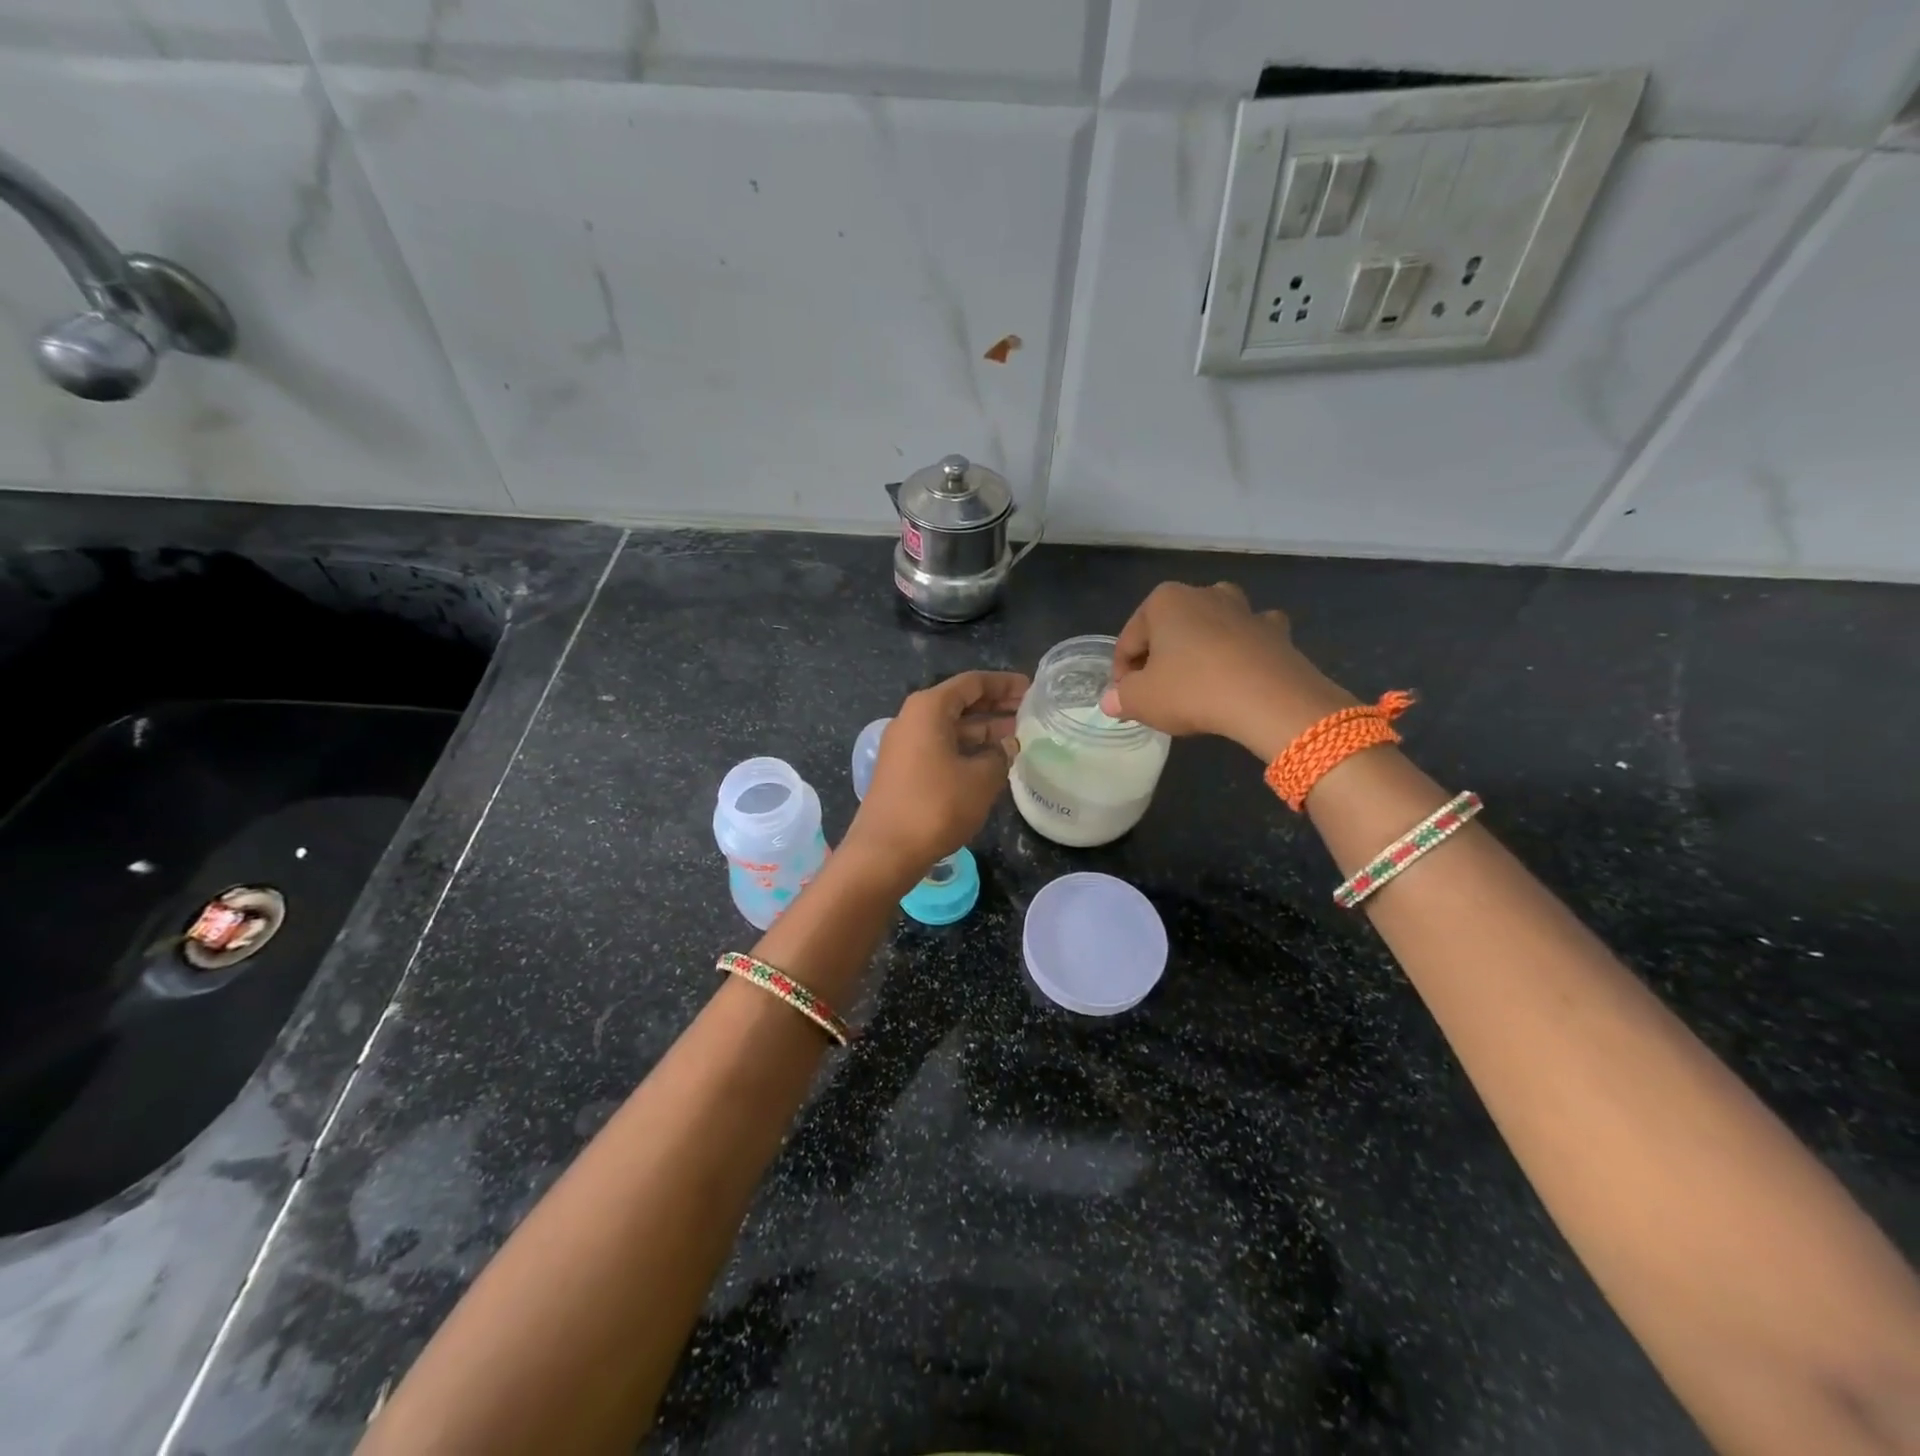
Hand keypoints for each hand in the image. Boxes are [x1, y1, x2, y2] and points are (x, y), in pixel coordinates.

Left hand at [843, 670, 1027, 886]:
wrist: (886, 850)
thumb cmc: (936, 806)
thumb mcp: (981, 779)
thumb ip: (999, 755)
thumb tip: (1006, 745)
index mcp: (929, 708)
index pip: (972, 683)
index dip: (1003, 683)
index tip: (1031, 688)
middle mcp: (912, 719)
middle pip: (959, 702)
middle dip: (994, 705)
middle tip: (1027, 710)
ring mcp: (904, 745)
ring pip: (950, 726)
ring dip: (982, 729)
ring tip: (1016, 735)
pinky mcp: (903, 769)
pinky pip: (940, 746)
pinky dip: (966, 748)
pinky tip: (990, 760)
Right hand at [1099, 582, 1354, 760]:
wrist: (1269, 700)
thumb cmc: (1192, 690)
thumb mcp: (1141, 700)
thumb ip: (1121, 697)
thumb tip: (1111, 700)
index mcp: (1164, 601)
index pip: (1129, 641)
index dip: (1121, 673)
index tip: (1125, 699)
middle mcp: (1204, 593)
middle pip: (1169, 629)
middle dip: (1160, 658)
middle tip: (1157, 694)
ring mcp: (1244, 608)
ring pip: (1211, 625)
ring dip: (1201, 646)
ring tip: (1196, 681)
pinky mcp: (1275, 630)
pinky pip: (1250, 636)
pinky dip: (1243, 648)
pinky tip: (1241, 670)